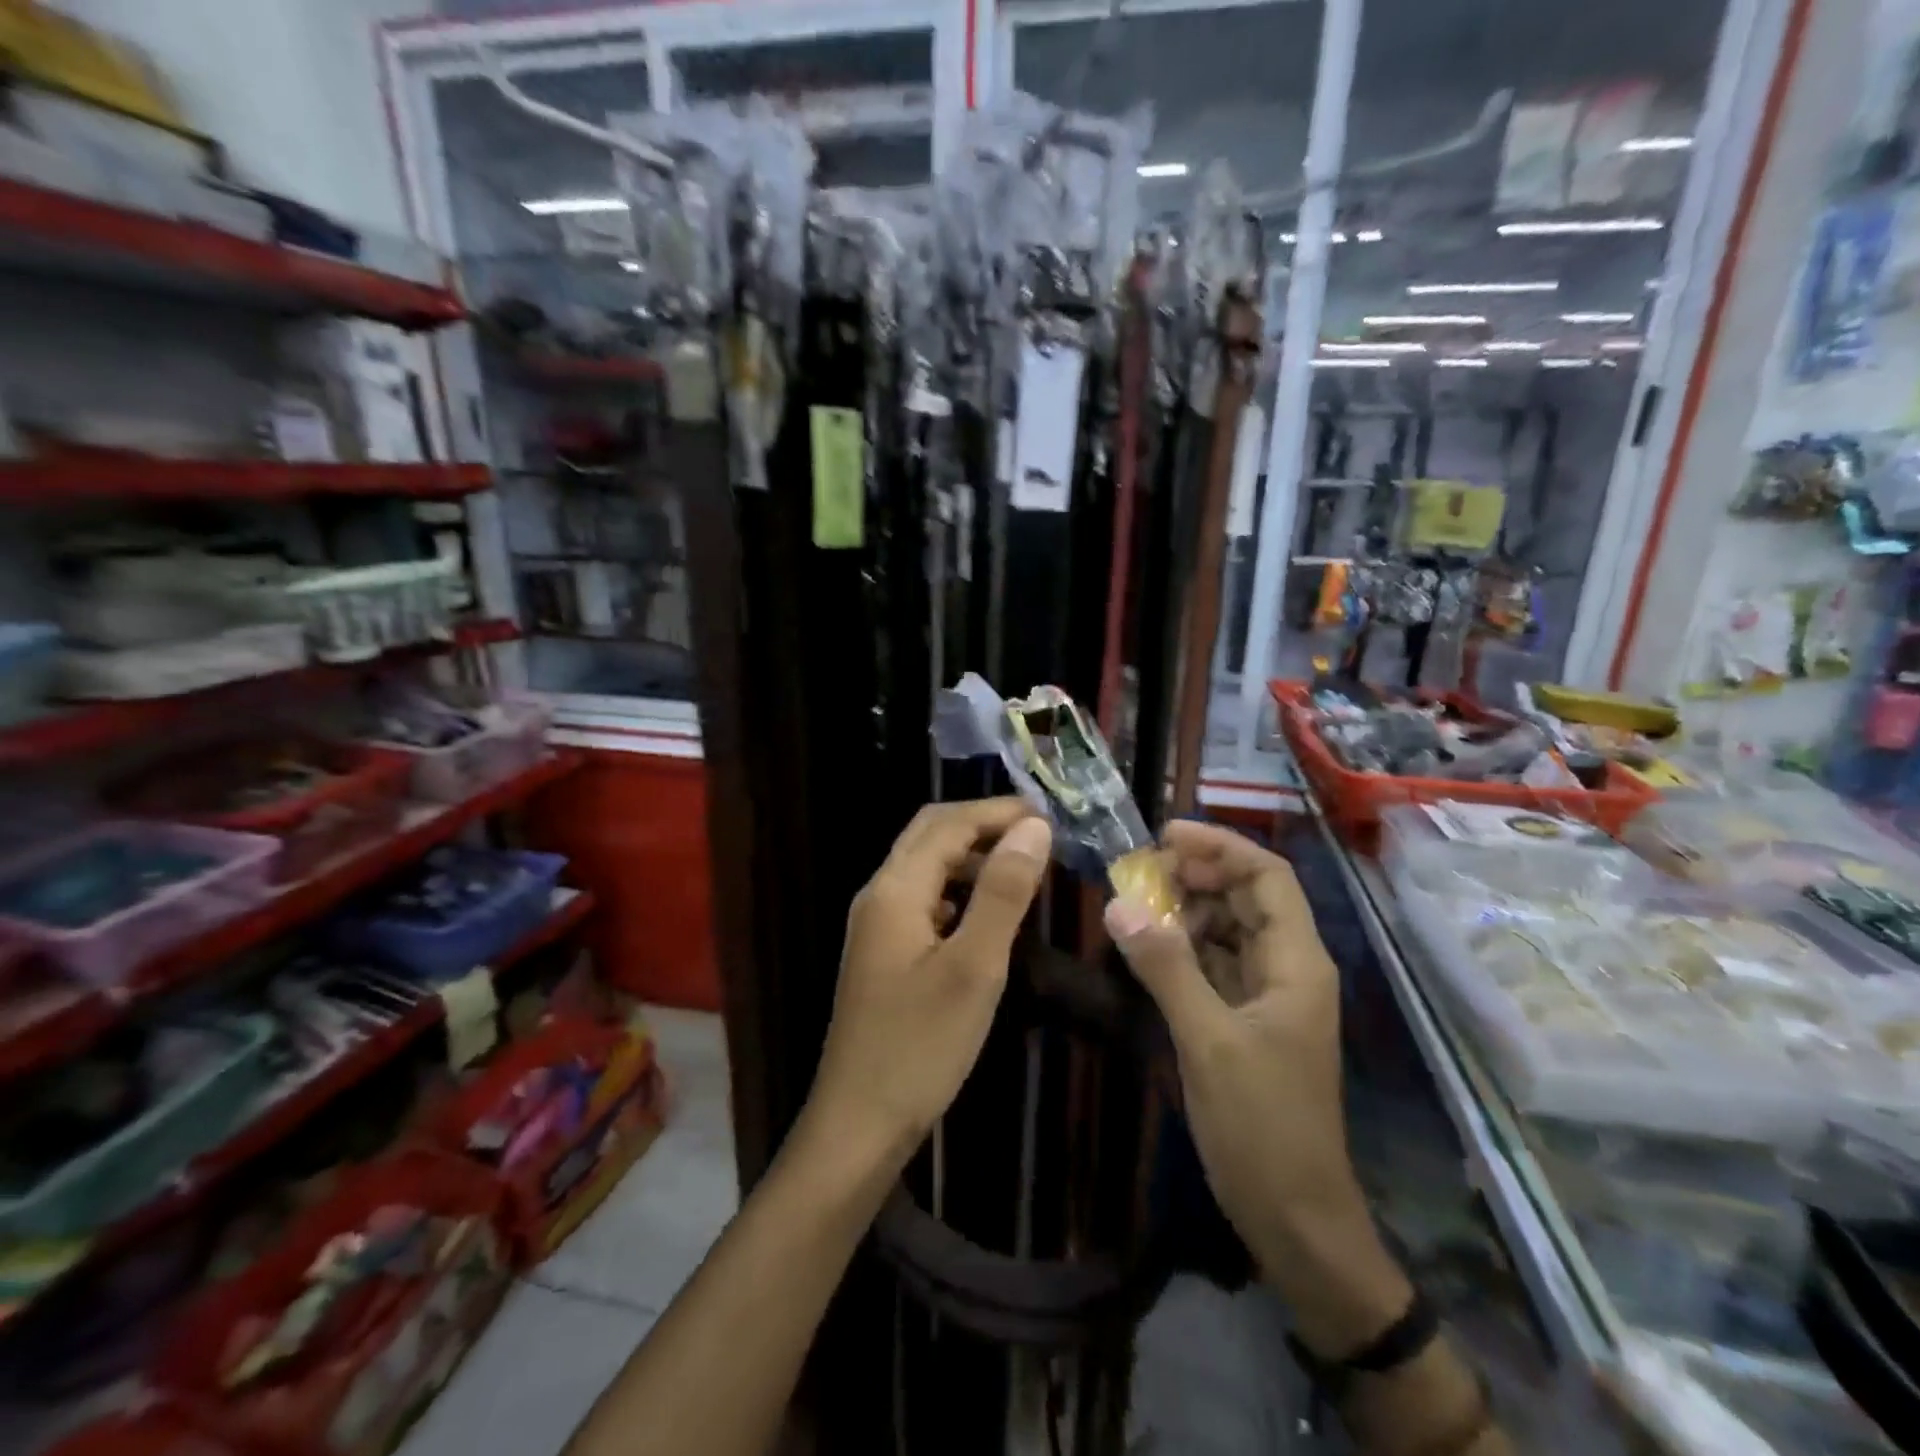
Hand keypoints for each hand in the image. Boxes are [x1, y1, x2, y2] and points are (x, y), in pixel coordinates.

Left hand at [804, 798, 1050, 1168]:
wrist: (859, 1123)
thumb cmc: (920, 1046)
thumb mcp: (974, 966)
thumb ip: (1003, 892)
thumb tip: (1033, 827)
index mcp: (895, 889)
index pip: (948, 823)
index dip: (998, 811)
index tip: (1050, 815)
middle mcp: (879, 895)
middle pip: (929, 834)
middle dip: (983, 824)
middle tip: (1038, 834)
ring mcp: (877, 924)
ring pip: (926, 866)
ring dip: (972, 855)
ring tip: (1023, 868)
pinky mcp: (883, 952)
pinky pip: (924, 899)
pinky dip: (959, 888)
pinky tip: (987, 913)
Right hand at [1106, 821, 1409, 1355]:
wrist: (1294, 1217)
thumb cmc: (1262, 1126)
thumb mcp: (1207, 1040)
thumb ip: (1165, 967)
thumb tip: (1118, 904)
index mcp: (1297, 962)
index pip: (1267, 876)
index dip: (1220, 847)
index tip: (1165, 835)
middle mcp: (1288, 967)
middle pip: (1247, 897)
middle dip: (1196, 876)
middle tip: (1138, 873)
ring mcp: (1269, 995)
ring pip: (1229, 929)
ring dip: (1186, 911)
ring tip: (1136, 906)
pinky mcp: (1247, 1020)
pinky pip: (1216, 963)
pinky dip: (1184, 947)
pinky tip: (1148, 948)